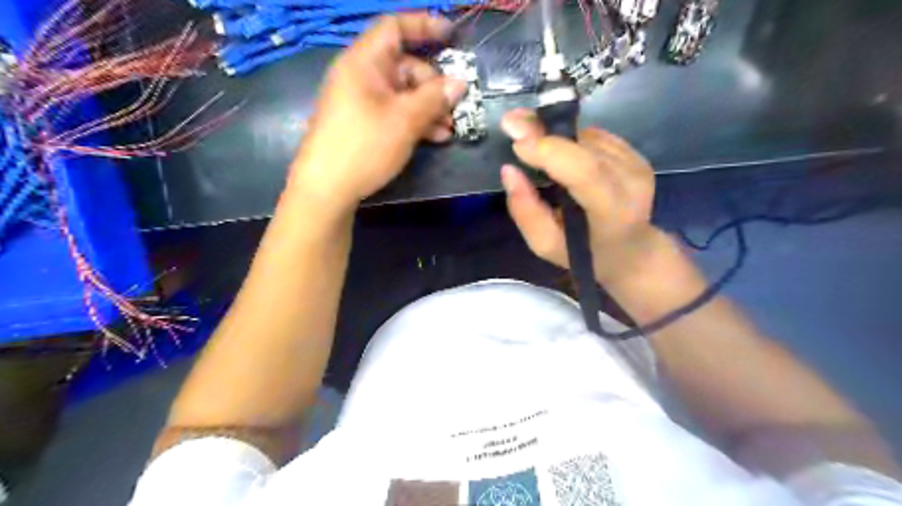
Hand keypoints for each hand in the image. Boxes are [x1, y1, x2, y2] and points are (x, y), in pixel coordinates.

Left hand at [288, 14, 469, 210]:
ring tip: (449, 129)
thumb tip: (460, 83)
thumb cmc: (363, 146)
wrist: (326, 189)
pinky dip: (414, 121)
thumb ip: (434, 98)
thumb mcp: (405, 121)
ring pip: (402, 93)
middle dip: (433, 84)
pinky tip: (434, 138)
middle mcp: (361, 76)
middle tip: (455, 106)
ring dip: (428, 107)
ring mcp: (360, 102)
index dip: (424, 26)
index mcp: (364, 62)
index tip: (452, 37)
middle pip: (404, 66)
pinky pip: (393, 112)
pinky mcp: (362, 124)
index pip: (394, 27)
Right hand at [501, 109, 667, 286]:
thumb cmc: (585, 254)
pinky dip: (569, 139)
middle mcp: (631, 183)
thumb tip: (509, 170)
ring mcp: (637, 165)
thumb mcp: (546, 245)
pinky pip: (595, 137)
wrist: (631, 250)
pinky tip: (556, 148)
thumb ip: (525, 212)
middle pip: (585, 148)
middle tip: (511, 122)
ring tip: (528, 136)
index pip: (585, 173)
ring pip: (587, 138)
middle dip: (544, 131)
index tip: (517, 141)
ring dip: (554, 133)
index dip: (551, 151)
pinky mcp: (636, 154)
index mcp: (613, 213)